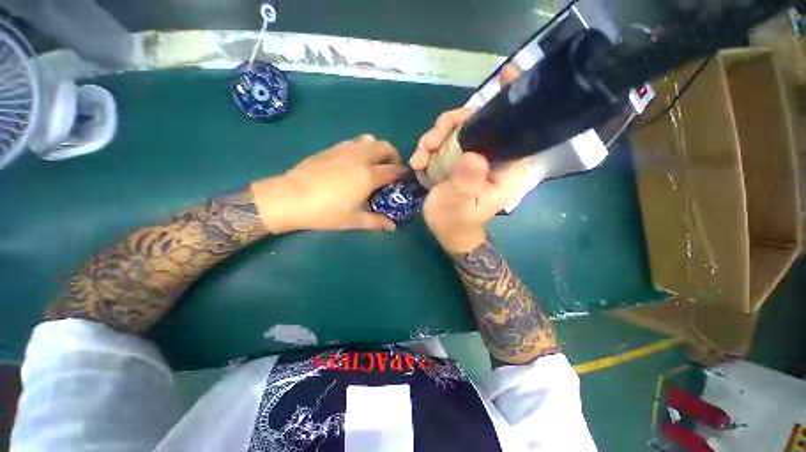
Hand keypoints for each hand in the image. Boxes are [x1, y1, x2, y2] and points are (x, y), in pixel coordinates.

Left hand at [251, 135, 406, 232]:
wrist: (290, 198)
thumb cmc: (325, 212)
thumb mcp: (354, 220)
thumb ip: (377, 222)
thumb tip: (393, 227)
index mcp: (368, 175)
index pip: (394, 169)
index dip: (402, 174)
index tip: (404, 180)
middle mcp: (360, 157)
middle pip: (385, 147)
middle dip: (393, 157)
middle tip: (390, 171)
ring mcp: (345, 149)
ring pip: (370, 140)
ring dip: (377, 150)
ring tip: (373, 165)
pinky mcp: (332, 148)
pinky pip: (354, 142)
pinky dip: (362, 148)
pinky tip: (354, 163)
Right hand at [410, 65, 528, 252]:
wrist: (446, 230)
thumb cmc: (455, 221)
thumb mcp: (458, 205)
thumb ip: (465, 184)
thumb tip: (471, 155)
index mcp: (506, 168)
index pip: (516, 129)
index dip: (510, 102)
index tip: (506, 75)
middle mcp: (494, 157)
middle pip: (477, 122)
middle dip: (449, 127)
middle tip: (428, 145)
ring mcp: (474, 155)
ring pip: (457, 129)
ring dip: (434, 138)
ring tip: (420, 158)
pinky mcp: (459, 158)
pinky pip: (445, 141)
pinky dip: (429, 146)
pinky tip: (419, 161)